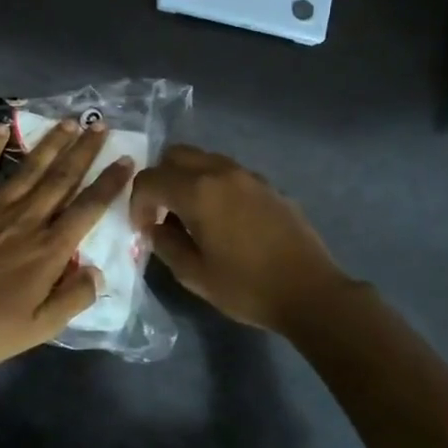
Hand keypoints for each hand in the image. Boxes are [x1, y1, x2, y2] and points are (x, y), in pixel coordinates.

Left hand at [0, 119, 133, 370]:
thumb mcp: (40, 329)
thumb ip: (74, 299)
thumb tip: (100, 272)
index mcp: (49, 249)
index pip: (88, 208)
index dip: (110, 183)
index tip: (126, 160)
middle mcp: (27, 219)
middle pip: (62, 178)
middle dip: (84, 150)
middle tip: (101, 125)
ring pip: (29, 168)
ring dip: (51, 142)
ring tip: (69, 121)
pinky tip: (4, 127)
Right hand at [130, 145, 349, 334]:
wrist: (310, 291)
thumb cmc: (246, 287)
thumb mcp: (194, 274)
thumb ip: (165, 244)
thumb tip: (154, 228)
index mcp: (197, 192)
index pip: (150, 179)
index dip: (137, 202)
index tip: (142, 228)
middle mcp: (221, 172)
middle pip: (175, 155)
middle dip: (160, 180)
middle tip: (161, 213)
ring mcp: (248, 175)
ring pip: (203, 159)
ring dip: (187, 179)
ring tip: (190, 215)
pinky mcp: (268, 185)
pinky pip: (228, 172)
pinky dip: (212, 184)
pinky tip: (221, 219)